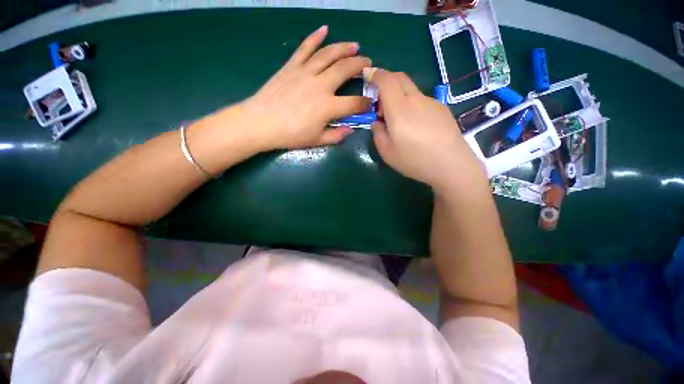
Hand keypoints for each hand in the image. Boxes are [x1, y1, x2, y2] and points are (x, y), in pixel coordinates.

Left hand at [242, 26, 371, 149]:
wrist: (261, 123)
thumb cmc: (290, 135)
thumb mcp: (316, 141)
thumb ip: (336, 136)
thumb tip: (350, 130)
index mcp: (328, 107)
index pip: (353, 103)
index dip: (365, 103)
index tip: (370, 102)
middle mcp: (321, 85)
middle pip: (345, 70)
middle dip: (360, 65)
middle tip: (368, 63)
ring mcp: (305, 72)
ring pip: (329, 54)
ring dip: (344, 48)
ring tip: (354, 45)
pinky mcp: (292, 66)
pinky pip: (305, 48)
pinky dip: (315, 37)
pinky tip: (324, 29)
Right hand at [369, 69, 485, 189]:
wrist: (451, 165)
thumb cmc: (414, 160)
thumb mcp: (387, 152)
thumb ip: (378, 134)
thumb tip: (377, 123)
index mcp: (399, 110)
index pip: (386, 81)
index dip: (375, 74)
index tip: (368, 75)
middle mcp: (415, 100)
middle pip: (400, 78)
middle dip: (386, 80)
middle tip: (380, 101)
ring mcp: (431, 102)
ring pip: (411, 90)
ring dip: (399, 96)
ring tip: (399, 120)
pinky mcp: (442, 109)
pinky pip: (422, 100)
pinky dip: (412, 105)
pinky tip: (416, 126)